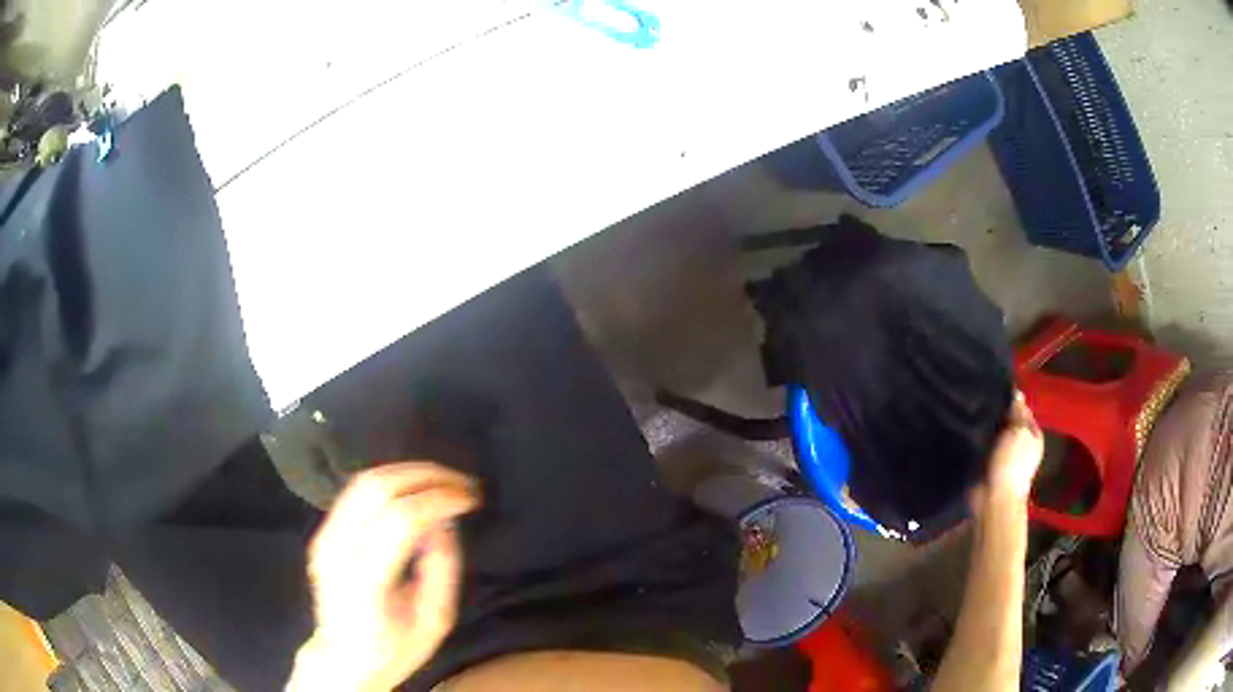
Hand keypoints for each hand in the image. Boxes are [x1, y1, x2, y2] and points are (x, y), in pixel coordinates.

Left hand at [288, 463, 479, 691]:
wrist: (342, 659)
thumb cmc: (394, 649)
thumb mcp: (434, 621)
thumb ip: (442, 568)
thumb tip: (444, 519)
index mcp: (365, 582)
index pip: (400, 520)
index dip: (438, 499)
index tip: (470, 498)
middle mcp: (337, 551)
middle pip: (377, 489)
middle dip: (425, 475)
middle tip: (461, 482)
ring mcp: (323, 538)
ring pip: (364, 481)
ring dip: (408, 473)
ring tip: (443, 481)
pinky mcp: (322, 532)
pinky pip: (356, 492)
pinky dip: (391, 482)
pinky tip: (415, 491)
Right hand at [975, 392, 1043, 508]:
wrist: (994, 499)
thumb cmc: (1012, 463)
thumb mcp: (1020, 431)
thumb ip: (1018, 411)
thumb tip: (1016, 392)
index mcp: (1032, 434)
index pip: (1022, 408)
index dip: (1011, 398)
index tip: (994, 387)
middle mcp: (1019, 442)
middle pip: (1007, 419)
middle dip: (996, 411)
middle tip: (980, 397)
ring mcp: (1003, 454)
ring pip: (993, 431)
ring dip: (985, 424)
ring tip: (970, 409)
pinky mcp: (986, 463)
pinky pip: (981, 444)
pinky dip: (976, 438)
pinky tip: (966, 428)